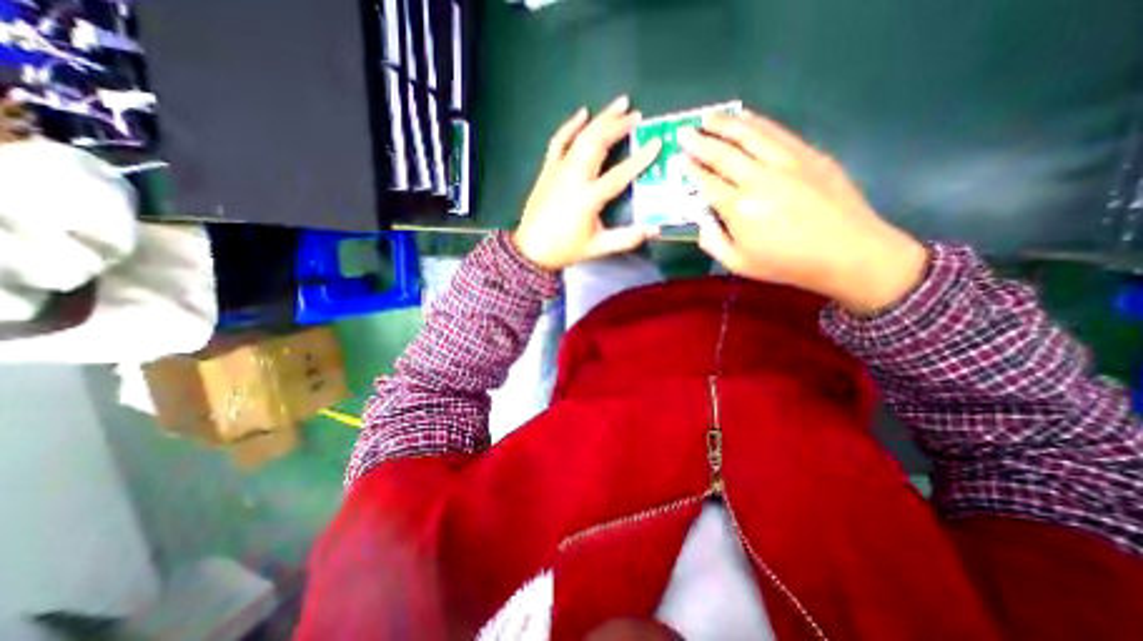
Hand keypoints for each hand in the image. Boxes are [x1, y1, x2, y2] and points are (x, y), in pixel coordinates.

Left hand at [517, 95, 665, 269]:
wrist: (532, 250)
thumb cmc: (565, 249)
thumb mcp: (598, 247)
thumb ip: (627, 238)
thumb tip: (655, 230)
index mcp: (589, 197)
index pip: (620, 173)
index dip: (640, 158)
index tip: (656, 143)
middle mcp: (574, 177)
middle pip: (599, 143)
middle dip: (619, 126)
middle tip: (637, 116)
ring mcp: (559, 170)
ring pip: (582, 137)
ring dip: (601, 119)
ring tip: (619, 105)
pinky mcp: (547, 169)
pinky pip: (559, 141)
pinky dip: (570, 125)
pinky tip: (582, 113)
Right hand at [677, 111, 927, 313]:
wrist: (848, 251)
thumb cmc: (787, 263)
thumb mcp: (739, 264)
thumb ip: (713, 242)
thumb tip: (701, 221)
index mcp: (739, 208)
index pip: (707, 181)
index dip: (691, 169)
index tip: (679, 159)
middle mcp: (759, 178)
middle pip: (723, 153)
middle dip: (699, 141)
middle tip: (684, 132)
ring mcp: (786, 161)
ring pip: (749, 135)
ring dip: (725, 123)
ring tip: (708, 117)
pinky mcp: (808, 154)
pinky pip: (777, 132)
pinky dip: (757, 122)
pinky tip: (745, 117)